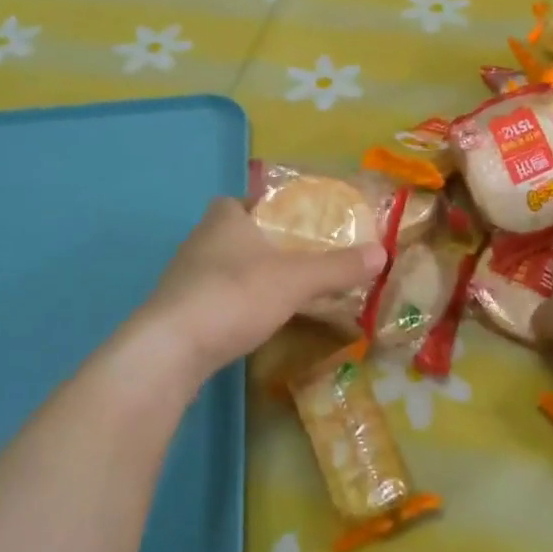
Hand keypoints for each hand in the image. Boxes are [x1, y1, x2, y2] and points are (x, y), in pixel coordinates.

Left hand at [140, 198, 386, 378]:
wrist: (170, 351)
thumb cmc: (234, 295)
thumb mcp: (296, 279)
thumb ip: (337, 267)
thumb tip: (382, 252)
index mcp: (223, 220)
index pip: (236, 200)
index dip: (258, 206)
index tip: (285, 221)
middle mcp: (197, 243)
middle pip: (228, 234)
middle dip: (256, 243)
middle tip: (292, 258)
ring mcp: (181, 280)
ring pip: (218, 269)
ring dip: (242, 277)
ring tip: (276, 292)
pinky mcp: (174, 315)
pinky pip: (209, 300)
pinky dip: (229, 306)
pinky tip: (247, 323)